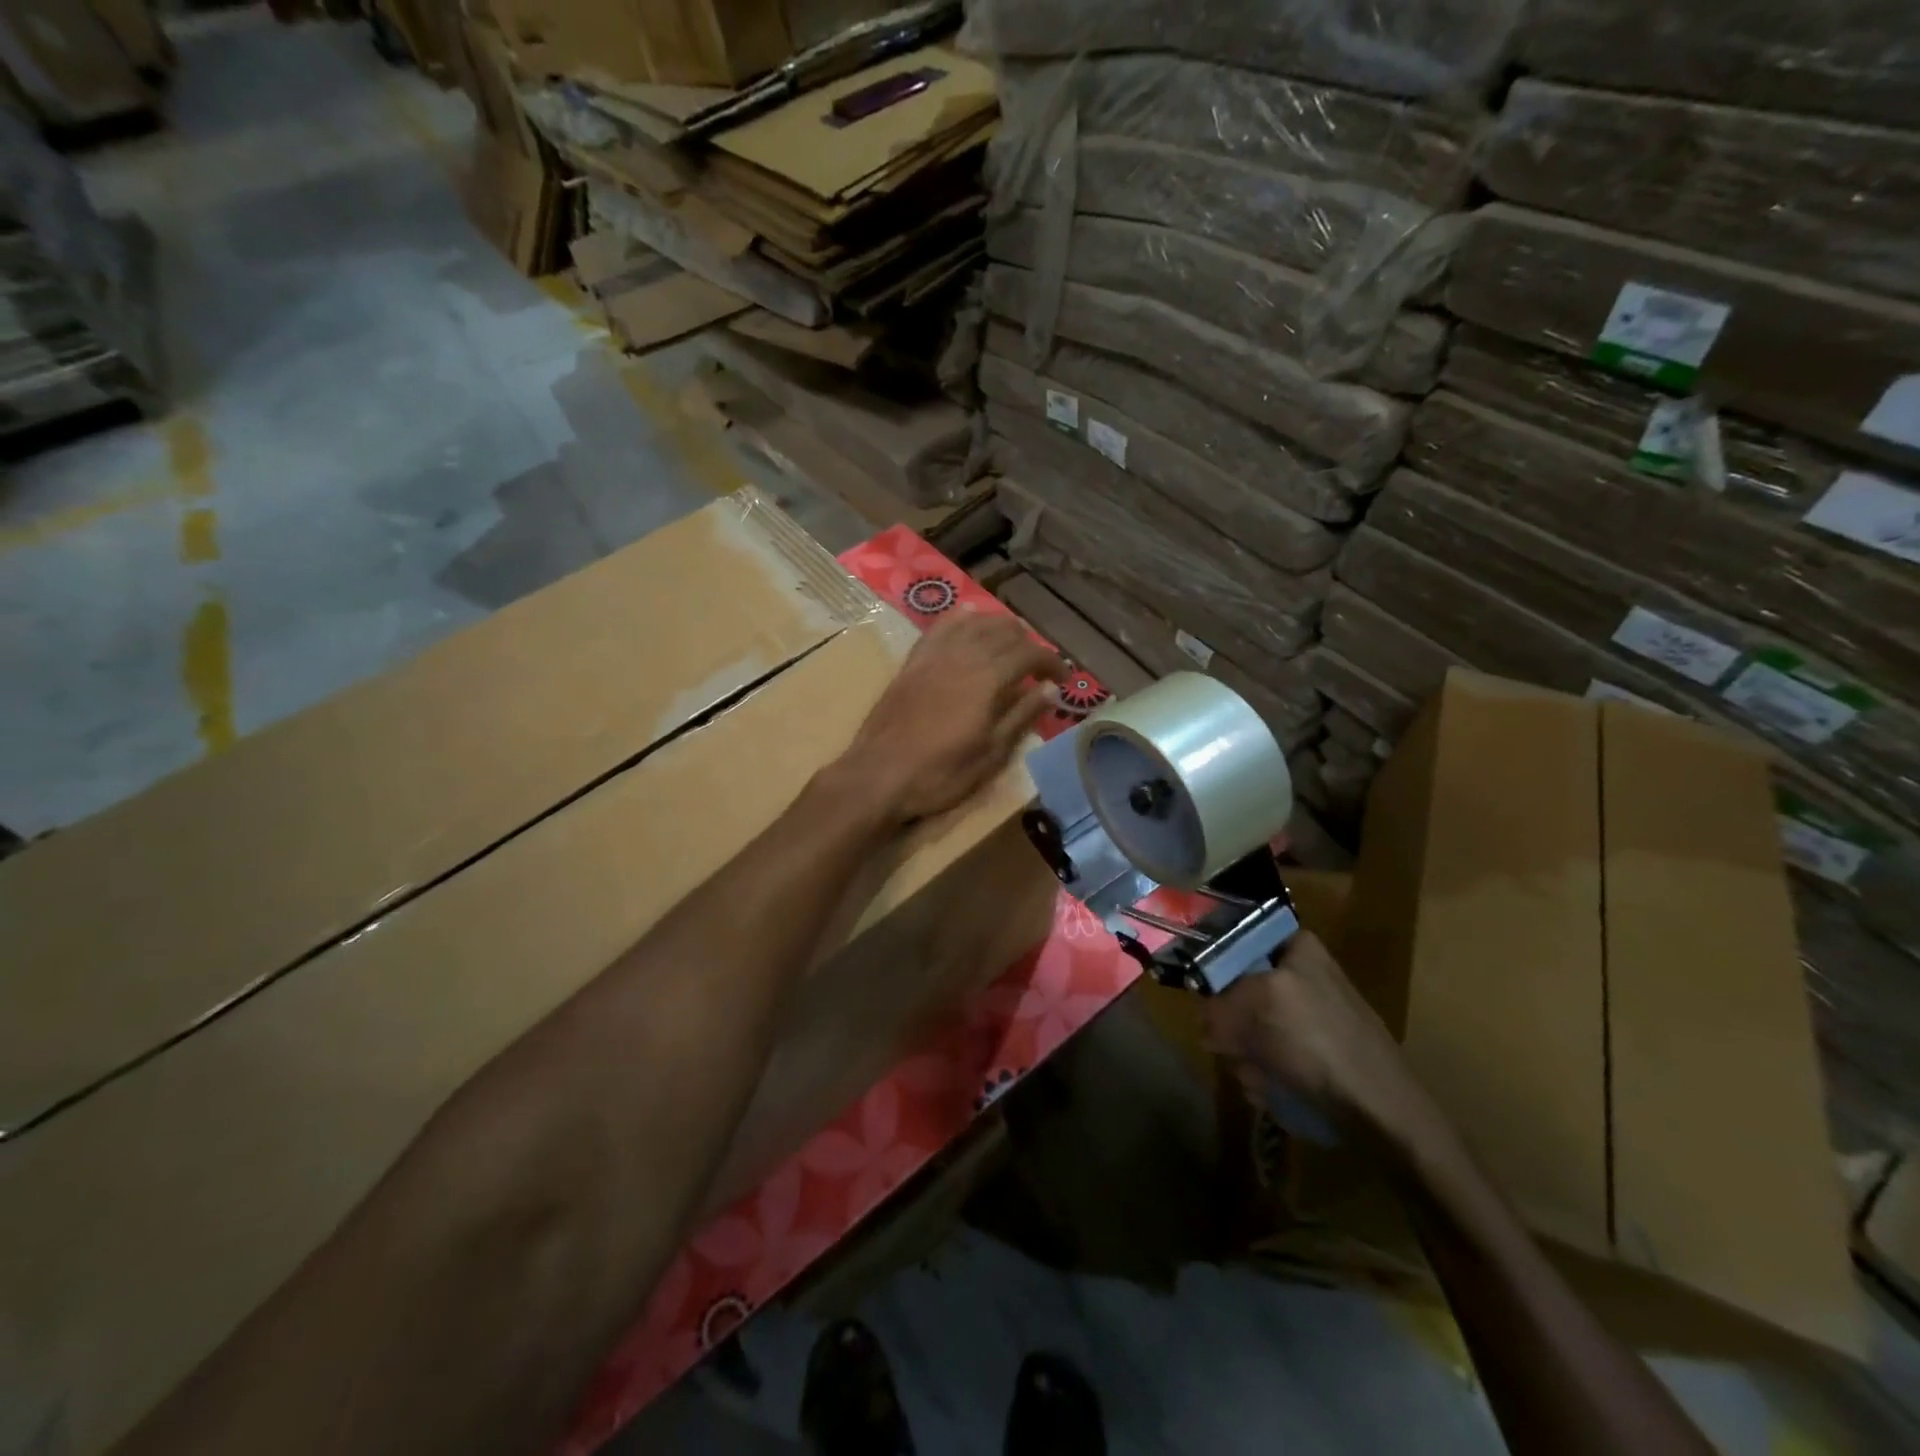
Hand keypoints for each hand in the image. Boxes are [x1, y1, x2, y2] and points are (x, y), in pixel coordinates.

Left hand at [843, 612, 1065, 824]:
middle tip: (1039, 666)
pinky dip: (961, 620)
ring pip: (974, 623)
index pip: (1030, 654)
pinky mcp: (913, 661)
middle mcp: (963, 656)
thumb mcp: (991, 754)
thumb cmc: (940, 773)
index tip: (1064, 678)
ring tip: (1011, 642)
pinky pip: (941, 627)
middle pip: (1004, 631)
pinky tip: (969, 620)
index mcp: (988, 679)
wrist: (879, 774)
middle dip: (1028, 644)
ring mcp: (934, 655)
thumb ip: (1022, 716)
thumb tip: (1051, 689)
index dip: (1052, 662)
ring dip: (999, 626)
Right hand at [1202, 931, 1431, 1147]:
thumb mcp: (1260, 1003)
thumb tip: (1207, 1021)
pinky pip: (1267, 1058)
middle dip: (1231, 1025)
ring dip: (1244, 1056)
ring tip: (1260, 1076)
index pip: (1234, 940)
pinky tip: (1274, 1091)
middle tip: (1235, 1046)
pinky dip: (1263, 1075)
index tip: (1207, 999)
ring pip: (1247, 1028)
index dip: (1214, 970)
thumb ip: (1219, 1000)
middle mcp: (1300, 975)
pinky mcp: (1311, 1054)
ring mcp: (1306, 1017)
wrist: (1382, 1114)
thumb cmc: (1320, 1043)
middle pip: (1235, 990)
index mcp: (1296, 946)